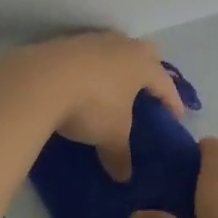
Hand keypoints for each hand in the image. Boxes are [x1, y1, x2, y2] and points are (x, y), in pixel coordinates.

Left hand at [4, 33, 182, 179]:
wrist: (41, 80)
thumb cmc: (92, 105)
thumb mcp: (111, 135)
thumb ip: (120, 154)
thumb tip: (124, 176)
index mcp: (142, 64)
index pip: (166, 83)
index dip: (173, 102)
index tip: (176, 118)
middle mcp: (122, 46)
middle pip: (145, 52)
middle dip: (149, 70)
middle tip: (145, 93)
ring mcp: (93, 40)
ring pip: (114, 49)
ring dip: (116, 67)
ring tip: (111, 90)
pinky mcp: (66, 43)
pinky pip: (88, 55)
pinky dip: (90, 69)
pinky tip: (81, 86)